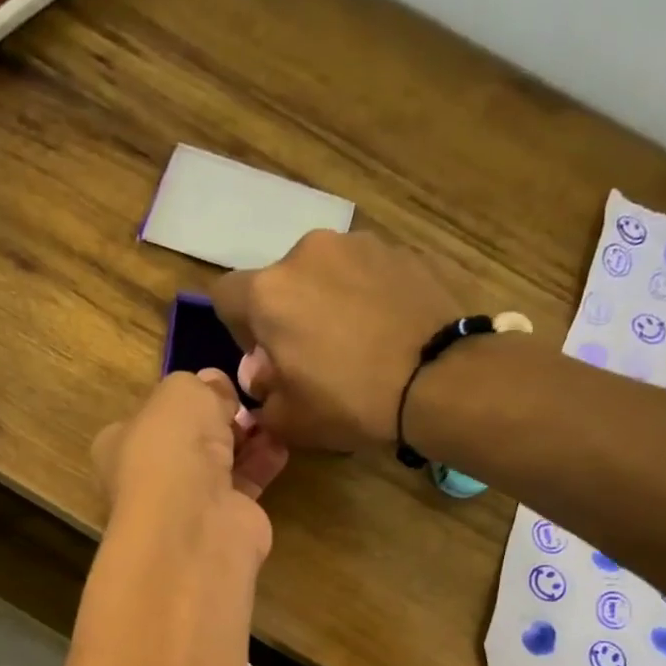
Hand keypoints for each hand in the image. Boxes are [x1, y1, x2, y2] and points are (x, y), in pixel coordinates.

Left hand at [92, 367, 288, 561]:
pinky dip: (262, 463)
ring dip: (244, 440)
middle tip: (243, 401)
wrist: (195, 519)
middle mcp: (149, 477)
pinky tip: (279, 445)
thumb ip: (200, 385)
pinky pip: (245, 484)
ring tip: (268, 417)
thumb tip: (215, 386)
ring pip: (219, 463)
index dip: (181, 402)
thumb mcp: (181, 392)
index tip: (212, 387)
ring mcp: (186, 504)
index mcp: (120, 446)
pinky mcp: (224, 521)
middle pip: (188, 441)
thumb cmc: (172, 447)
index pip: (149, 418)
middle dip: (217, 421)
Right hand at [211, 230, 467, 450]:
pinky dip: (367, 296)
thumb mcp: (288, 420)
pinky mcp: (403, 250)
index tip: (262, 357)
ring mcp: (360, 245)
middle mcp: (308, 253)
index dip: (237, 328)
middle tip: (311, 355)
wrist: (439, 382)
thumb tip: (263, 375)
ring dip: (327, 300)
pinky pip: (368, 273)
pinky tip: (387, 331)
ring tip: (356, 341)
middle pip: (280, 281)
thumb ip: (260, 394)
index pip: (226, 295)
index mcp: (270, 292)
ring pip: (325, 273)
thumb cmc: (350, 403)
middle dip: (287, 314)